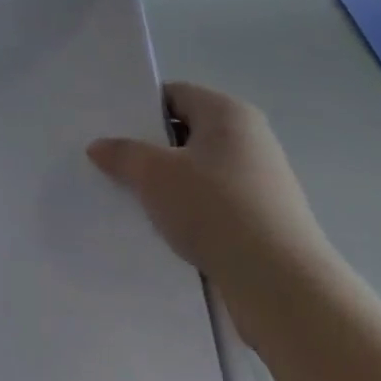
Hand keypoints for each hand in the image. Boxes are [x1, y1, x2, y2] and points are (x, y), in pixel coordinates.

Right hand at [88, 83, 332, 292]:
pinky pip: (214, 203)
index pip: (174, 94)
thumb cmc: (215, 208)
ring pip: (199, 171)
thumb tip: (99, 146)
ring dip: (168, 184)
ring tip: (133, 200)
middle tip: (113, 164)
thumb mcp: (154, 175)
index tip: (111, 130)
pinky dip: (190, 211)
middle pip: (187, 132)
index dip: (140, 109)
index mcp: (228, 113)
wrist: (281, 285)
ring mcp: (261, 180)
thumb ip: (123, 154)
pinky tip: (166, 230)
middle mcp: (250, 138)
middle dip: (151, 149)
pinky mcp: (264, 219)